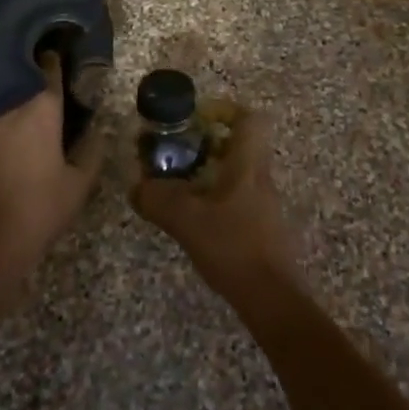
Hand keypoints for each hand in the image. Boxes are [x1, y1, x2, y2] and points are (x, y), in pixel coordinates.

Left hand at [0, 52, 102, 294]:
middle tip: (28, 73)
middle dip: (21, 66)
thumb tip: (98, 128)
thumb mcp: (77, 187)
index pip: (50, 66)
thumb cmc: (36, 212)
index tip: (55, 59)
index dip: (53, 61)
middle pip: (14, 68)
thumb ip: (91, 152)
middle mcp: (6, 98)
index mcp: (42, 106)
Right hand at [131, 101, 299, 298]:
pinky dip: (216, 199)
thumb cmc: (233, 247)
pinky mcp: (263, 229)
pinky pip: (238, 199)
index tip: (196, 119)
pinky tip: (194, 220)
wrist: (272, 299)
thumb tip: (136, 187)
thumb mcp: (187, 221)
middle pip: (240, 145)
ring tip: (179, 188)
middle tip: (178, 155)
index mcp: (248, 165)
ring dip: (209, 173)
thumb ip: (157, 199)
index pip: (249, 119)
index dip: (224, 110)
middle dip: (207, 145)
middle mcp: (261, 178)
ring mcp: (265, 205)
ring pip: (238, 173)